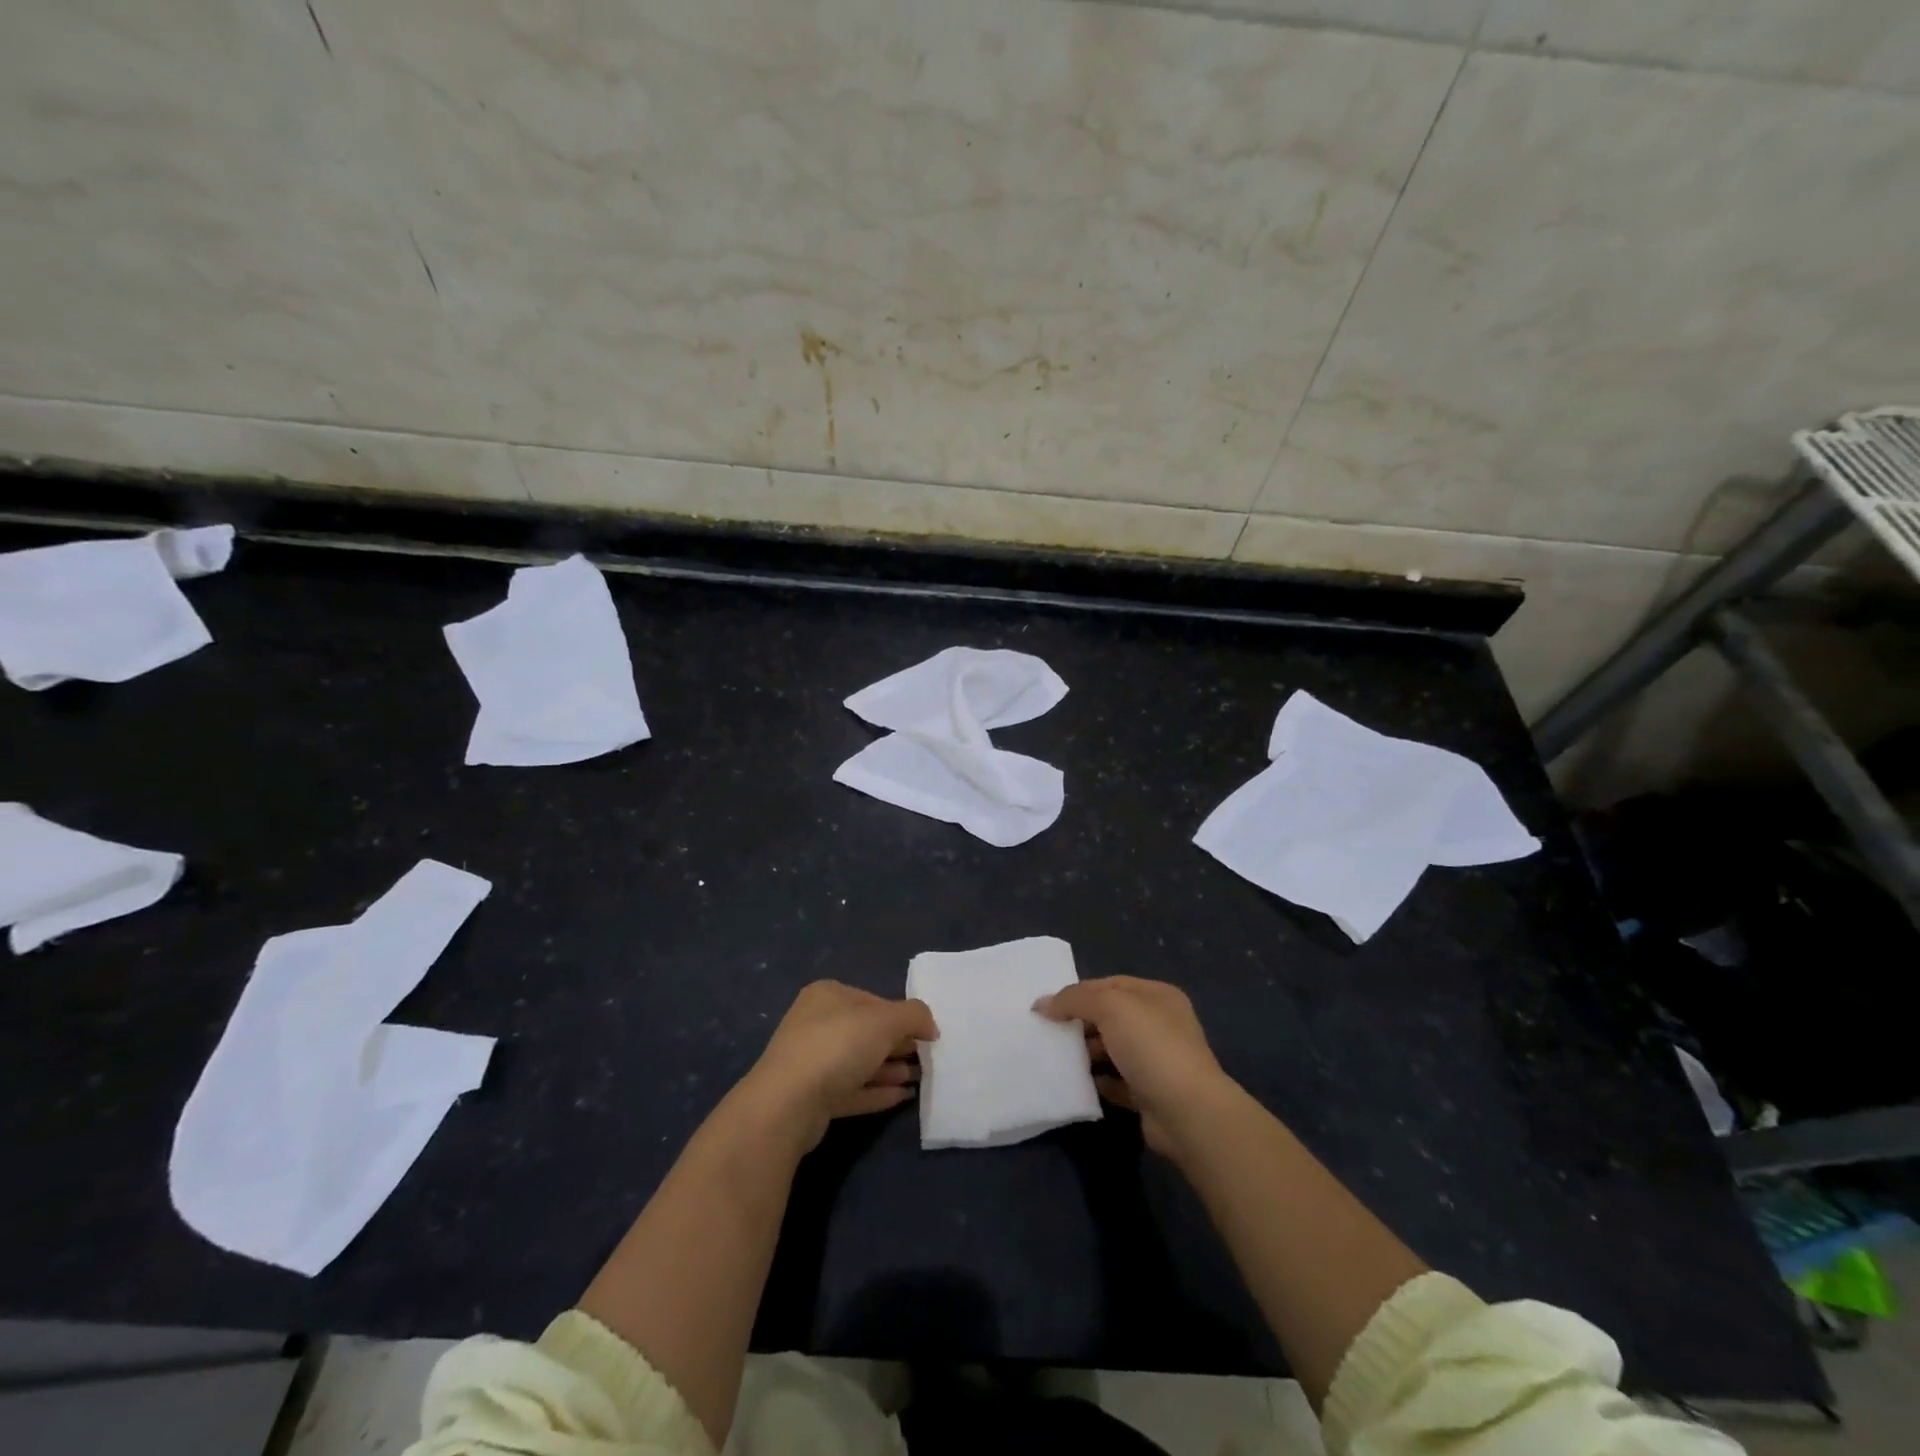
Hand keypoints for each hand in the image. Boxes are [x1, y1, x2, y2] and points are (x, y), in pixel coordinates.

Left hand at [742, 981, 937, 1151]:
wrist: (788, 1103)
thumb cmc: (838, 1046)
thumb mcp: (885, 1020)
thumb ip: (914, 1016)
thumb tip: (930, 1025)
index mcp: (828, 995)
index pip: (874, 1001)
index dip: (903, 1017)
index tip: (926, 1035)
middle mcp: (816, 1022)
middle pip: (866, 1031)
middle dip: (897, 1044)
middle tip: (925, 1059)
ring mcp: (811, 1061)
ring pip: (859, 1062)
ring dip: (889, 1069)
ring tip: (918, 1079)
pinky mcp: (812, 1096)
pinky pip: (851, 1089)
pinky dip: (876, 1091)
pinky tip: (901, 1098)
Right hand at [1035, 976, 1230, 1157]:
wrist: (1187, 1112)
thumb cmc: (1151, 1046)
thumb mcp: (1110, 1007)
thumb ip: (1074, 999)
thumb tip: (1042, 1004)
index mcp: (1157, 996)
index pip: (1111, 984)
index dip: (1079, 992)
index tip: (1048, 1007)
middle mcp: (1160, 1024)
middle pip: (1111, 1017)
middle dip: (1081, 1023)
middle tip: (1050, 1033)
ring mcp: (1157, 1060)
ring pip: (1113, 1049)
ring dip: (1087, 1053)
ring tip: (1059, 1058)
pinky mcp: (1150, 1093)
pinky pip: (1117, 1081)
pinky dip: (1099, 1081)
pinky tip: (1080, 1083)